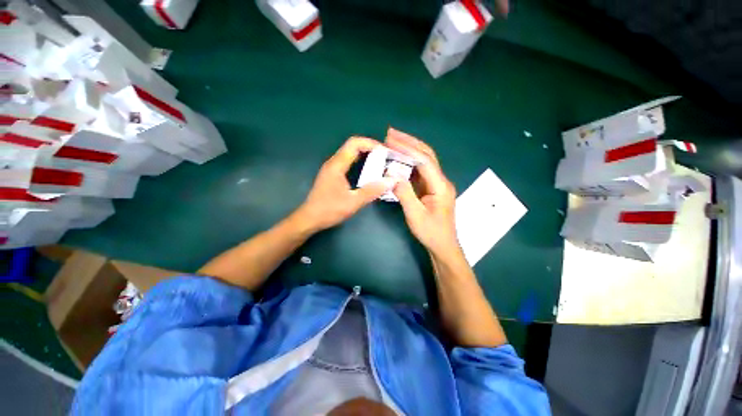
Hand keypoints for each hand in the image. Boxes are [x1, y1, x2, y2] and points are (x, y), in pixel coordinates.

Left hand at [296, 137, 395, 231]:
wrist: (310, 219)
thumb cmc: (329, 210)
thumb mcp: (353, 202)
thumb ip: (372, 191)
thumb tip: (391, 181)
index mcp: (337, 165)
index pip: (355, 143)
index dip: (371, 143)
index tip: (385, 152)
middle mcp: (333, 162)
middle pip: (352, 146)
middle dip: (370, 147)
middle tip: (385, 157)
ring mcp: (331, 168)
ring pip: (350, 153)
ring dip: (365, 154)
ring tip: (380, 162)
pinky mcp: (332, 174)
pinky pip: (347, 161)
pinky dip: (359, 161)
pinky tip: (367, 171)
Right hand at [386, 128, 458, 254]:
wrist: (442, 246)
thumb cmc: (431, 233)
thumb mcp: (415, 215)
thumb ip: (405, 194)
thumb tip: (393, 175)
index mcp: (441, 186)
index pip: (424, 161)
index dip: (408, 149)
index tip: (391, 141)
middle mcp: (441, 181)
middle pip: (427, 155)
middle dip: (409, 142)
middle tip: (391, 133)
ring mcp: (436, 184)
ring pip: (423, 161)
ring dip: (409, 149)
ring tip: (393, 141)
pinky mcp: (430, 188)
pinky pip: (419, 171)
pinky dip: (408, 162)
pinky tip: (398, 159)